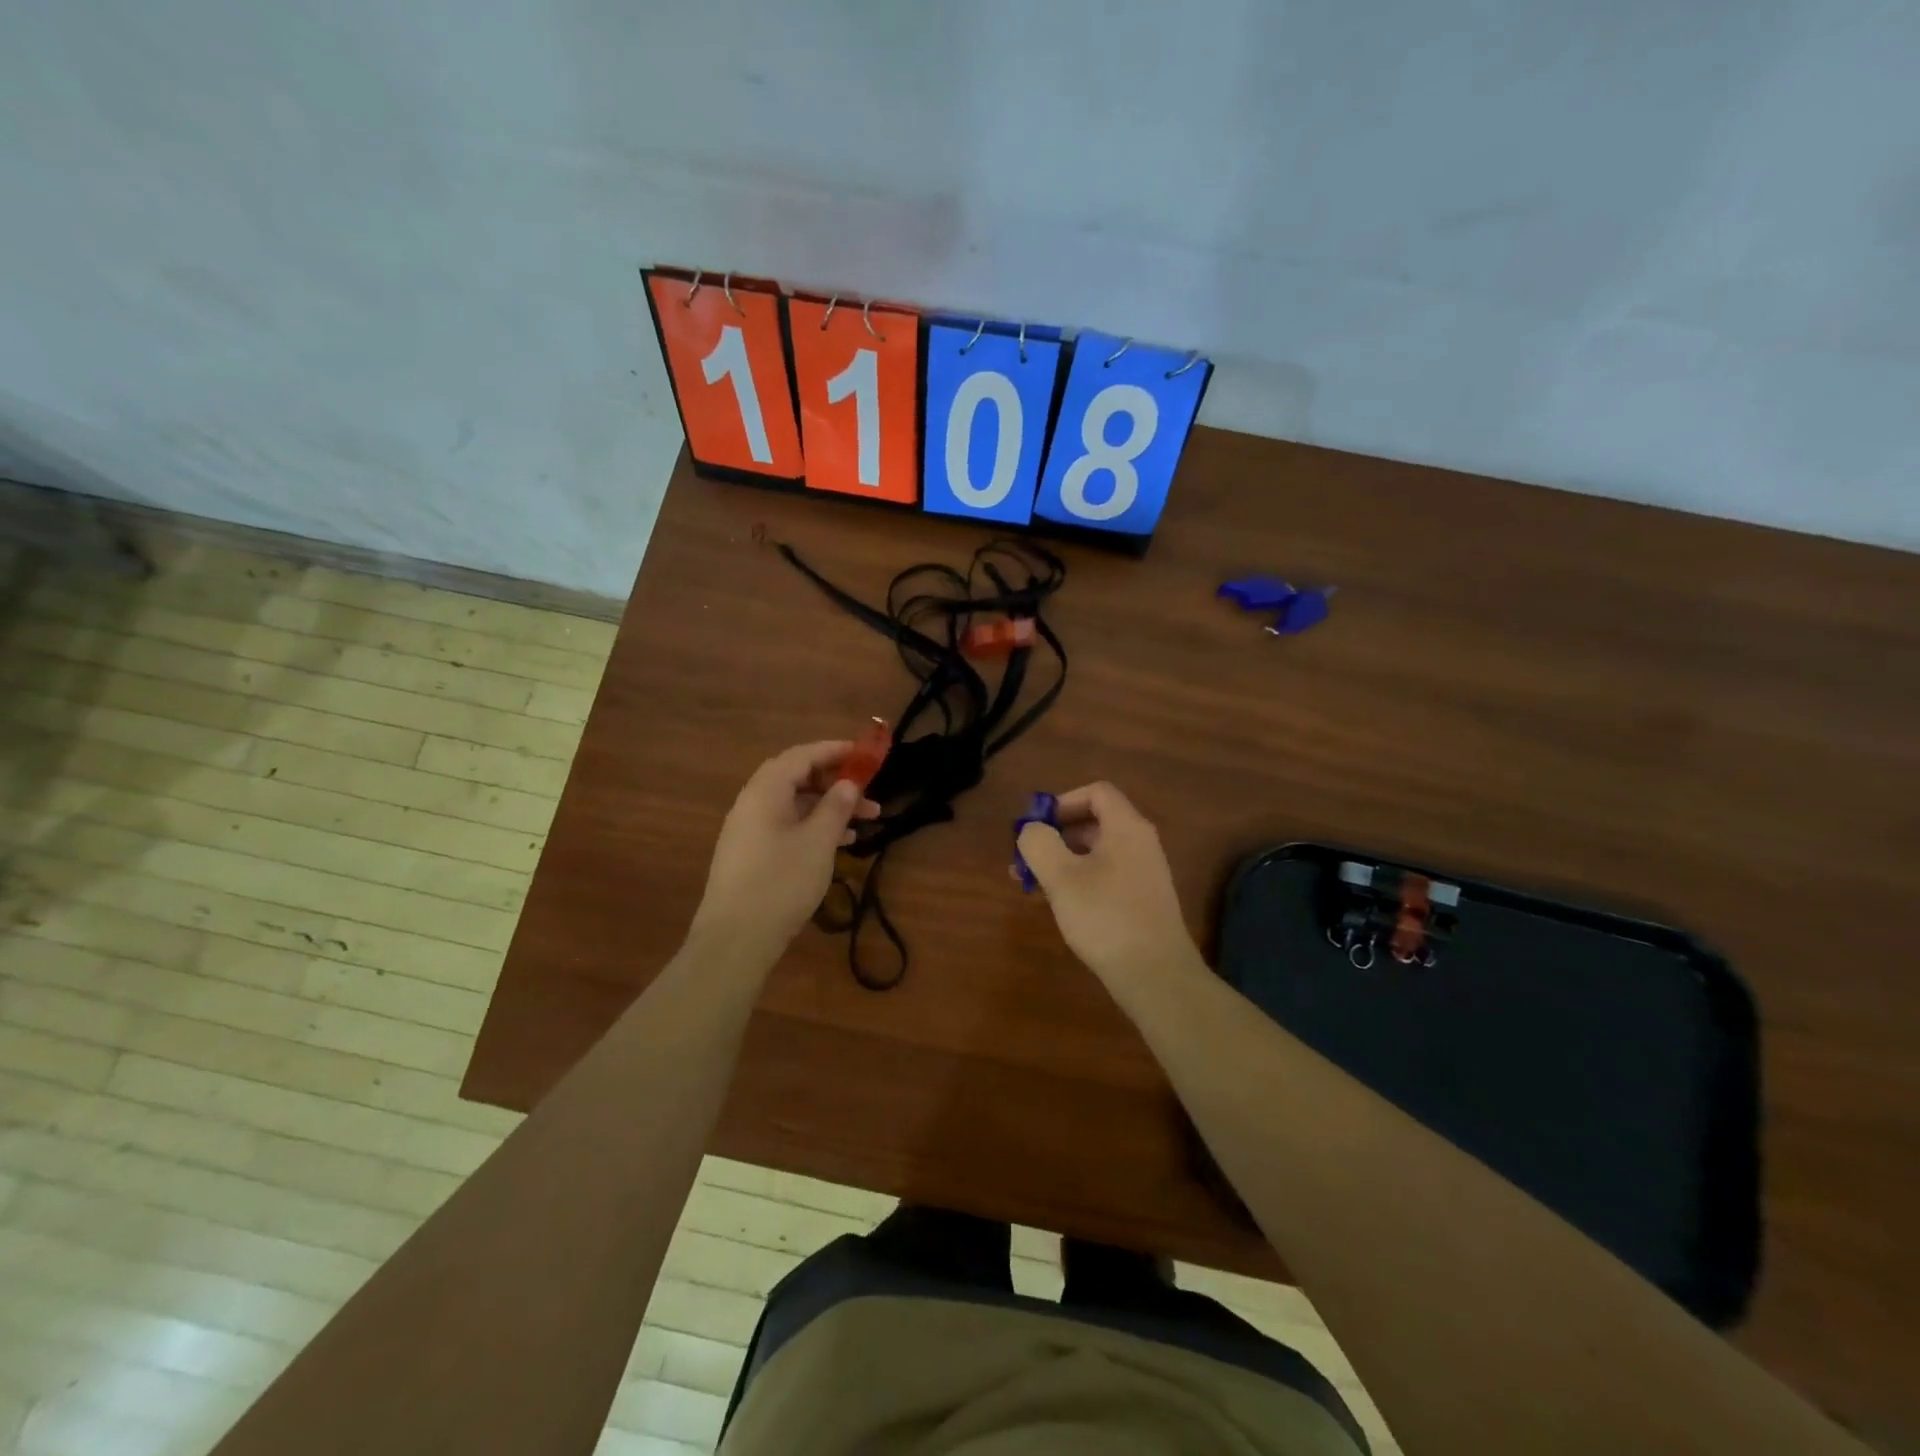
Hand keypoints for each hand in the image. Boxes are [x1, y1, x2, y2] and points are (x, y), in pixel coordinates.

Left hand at [689, 741, 879, 964]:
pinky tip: (840, 843)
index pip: (802, 755)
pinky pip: (787, 826)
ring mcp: (748, 830)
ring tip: (866, 821)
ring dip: (829, 807)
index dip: (835, 751)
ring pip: (795, 805)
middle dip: (835, 782)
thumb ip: (836, 807)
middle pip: (797, 778)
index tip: (865, 755)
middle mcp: (752, 803)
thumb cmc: (781, 882)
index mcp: (765, 791)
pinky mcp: (751, 855)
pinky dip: (813, 827)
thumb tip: (848, 783)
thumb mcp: (818, 842)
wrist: (734, 939)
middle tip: (868, 792)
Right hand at [1017, 782, 1201, 987]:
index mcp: (1126, 827)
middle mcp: (1140, 843)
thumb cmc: (1106, 918)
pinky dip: (1080, 879)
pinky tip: (1061, 904)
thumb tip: (1032, 830)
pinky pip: (1106, 874)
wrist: (1156, 976)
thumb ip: (1040, 843)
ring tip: (1033, 885)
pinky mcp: (1142, 900)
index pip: (1096, 792)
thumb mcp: (1062, 878)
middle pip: (1094, 821)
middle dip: (1055, 835)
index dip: (1062, 802)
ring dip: (1063, 860)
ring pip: (1097, 852)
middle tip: (1025, 859)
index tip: (1036, 827)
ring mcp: (1144, 873)